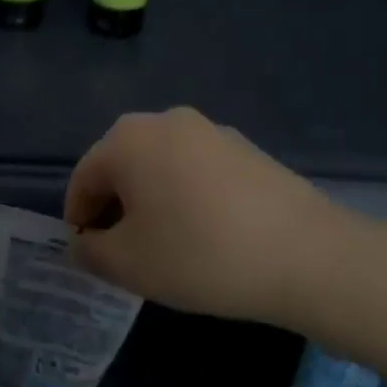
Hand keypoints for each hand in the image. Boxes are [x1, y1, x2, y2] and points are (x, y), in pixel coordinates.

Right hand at [64, 107, 355, 328]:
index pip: (84, 177)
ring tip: (164, 246)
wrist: (307, 255)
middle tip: (122, 252)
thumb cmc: (200, 254)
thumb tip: (84, 242)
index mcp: (129, 139)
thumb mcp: (128, 264)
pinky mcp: (246, 149)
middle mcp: (166, 121)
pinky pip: (197, 171)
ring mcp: (212, 131)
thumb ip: (90, 251)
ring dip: (151, 202)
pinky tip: (204, 235)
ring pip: (161, 167)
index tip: (87, 253)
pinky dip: (186, 197)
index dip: (78, 217)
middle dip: (114, 207)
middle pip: (122, 166)